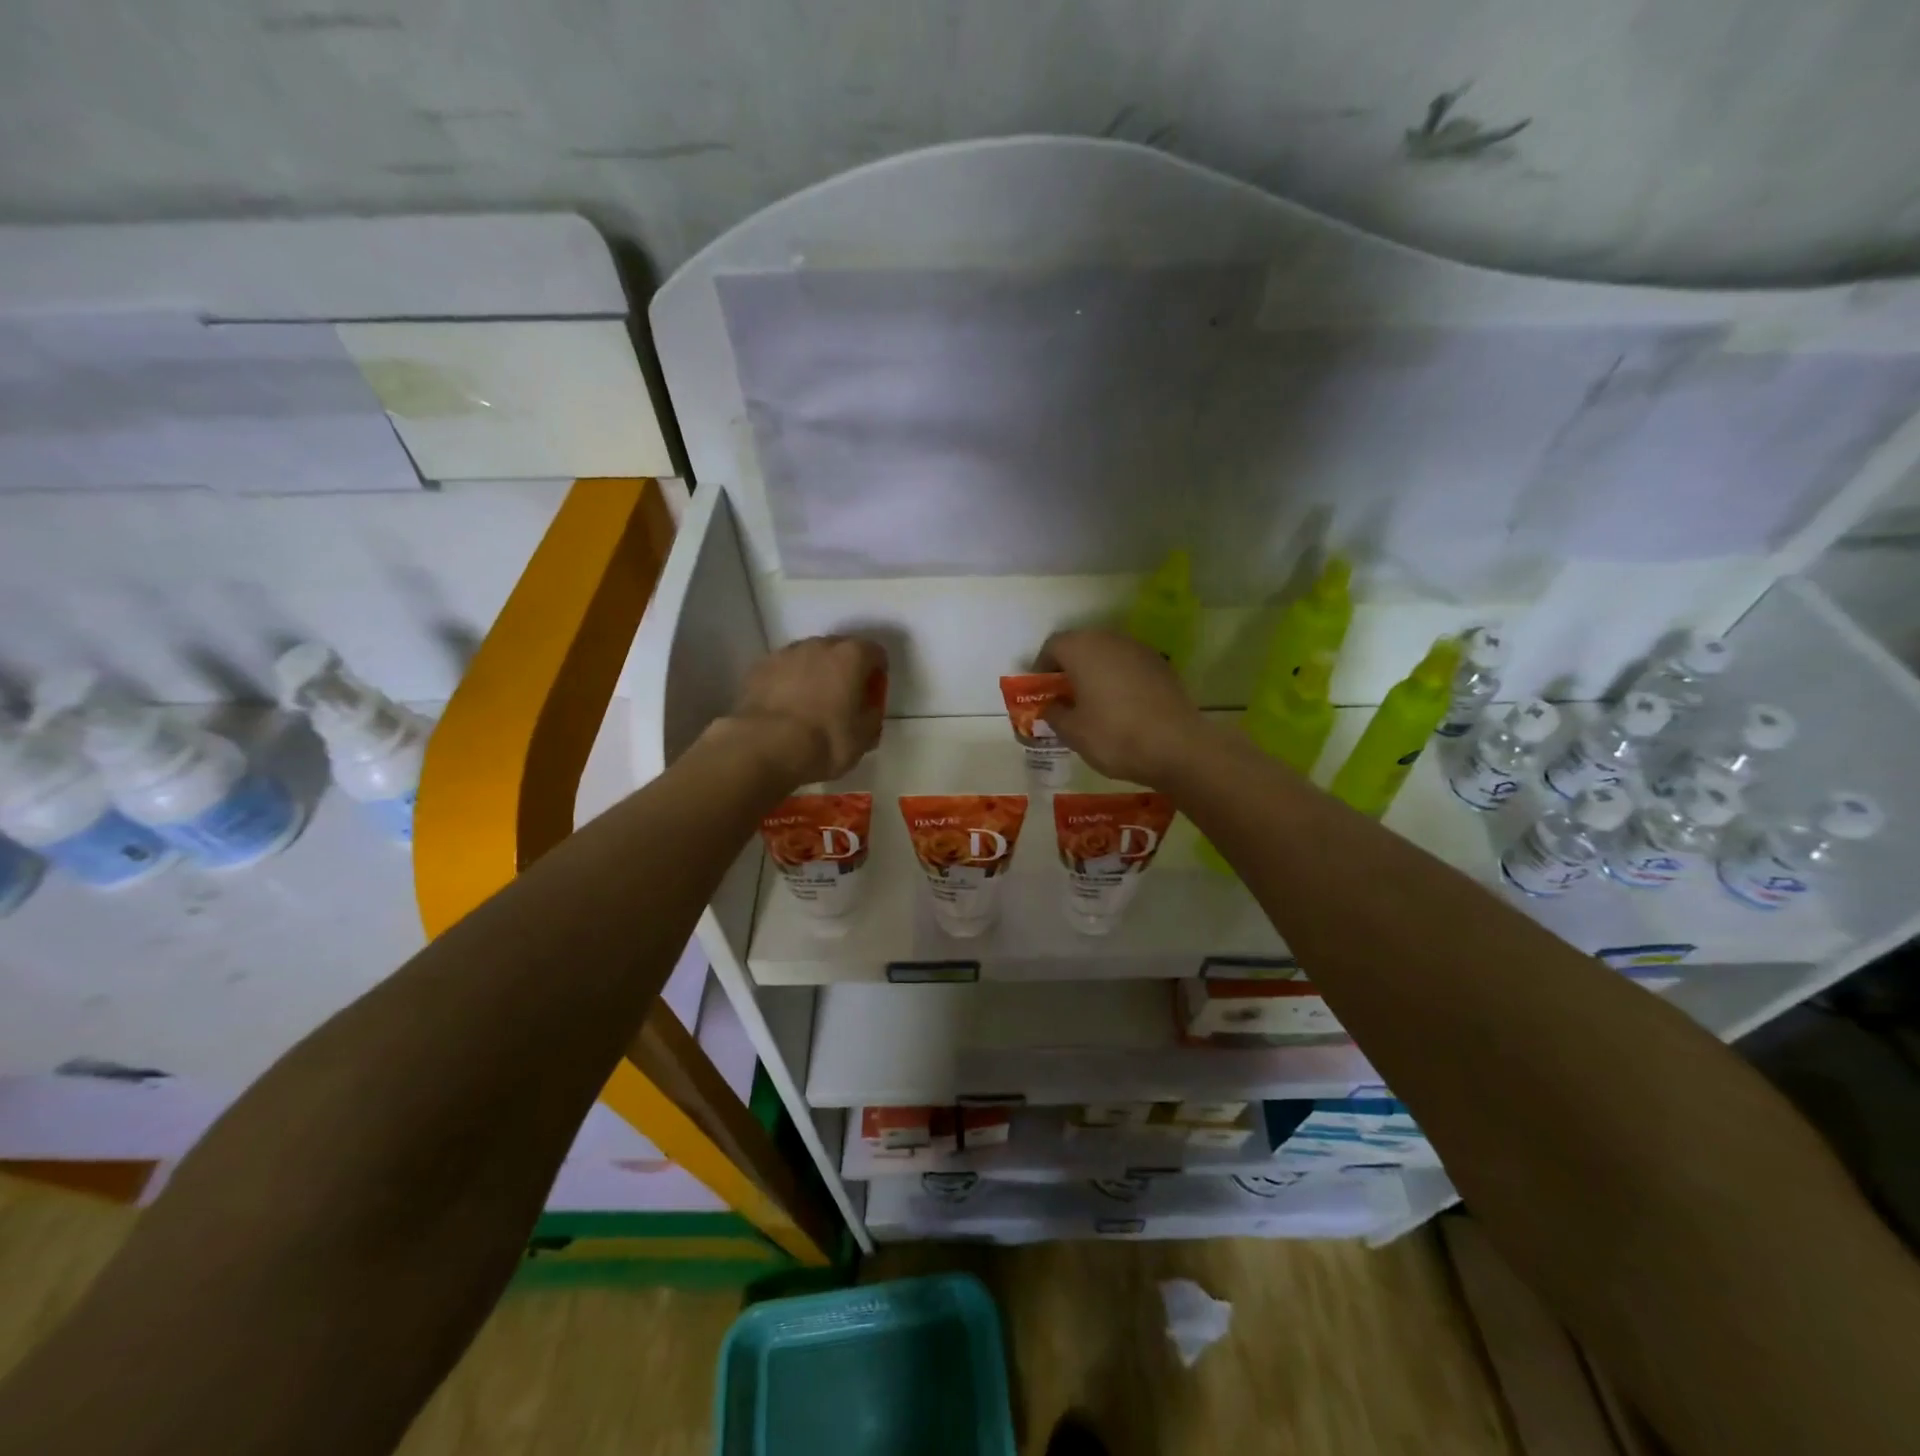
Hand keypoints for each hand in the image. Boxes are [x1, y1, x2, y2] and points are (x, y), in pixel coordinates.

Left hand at [722, 635, 887, 788]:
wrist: (765, 747)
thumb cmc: (825, 741)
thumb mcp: (864, 737)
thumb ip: (872, 714)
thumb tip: (867, 709)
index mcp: (852, 656)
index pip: (875, 653)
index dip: (877, 674)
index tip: (871, 696)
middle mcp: (819, 645)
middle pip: (840, 650)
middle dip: (844, 670)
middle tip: (842, 701)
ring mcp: (786, 653)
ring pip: (809, 658)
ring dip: (814, 674)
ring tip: (810, 705)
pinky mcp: (759, 668)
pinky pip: (783, 671)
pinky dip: (788, 683)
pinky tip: (786, 709)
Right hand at [1037, 629, 1206, 786]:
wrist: (1177, 746)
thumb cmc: (1113, 735)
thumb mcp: (1072, 732)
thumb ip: (1054, 714)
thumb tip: (1050, 707)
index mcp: (1082, 649)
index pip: (1053, 646)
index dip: (1042, 668)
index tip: (1040, 692)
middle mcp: (1110, 639)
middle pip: (1081, 645)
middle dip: (1068, 667)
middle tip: (1063, 696)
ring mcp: (1140, 650)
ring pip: (1107, 654)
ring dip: (1095, 672)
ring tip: (1091, 702)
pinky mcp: (1161, 665)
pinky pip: (1129, 666)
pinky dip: (1118, 679)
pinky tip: (1120, 706)